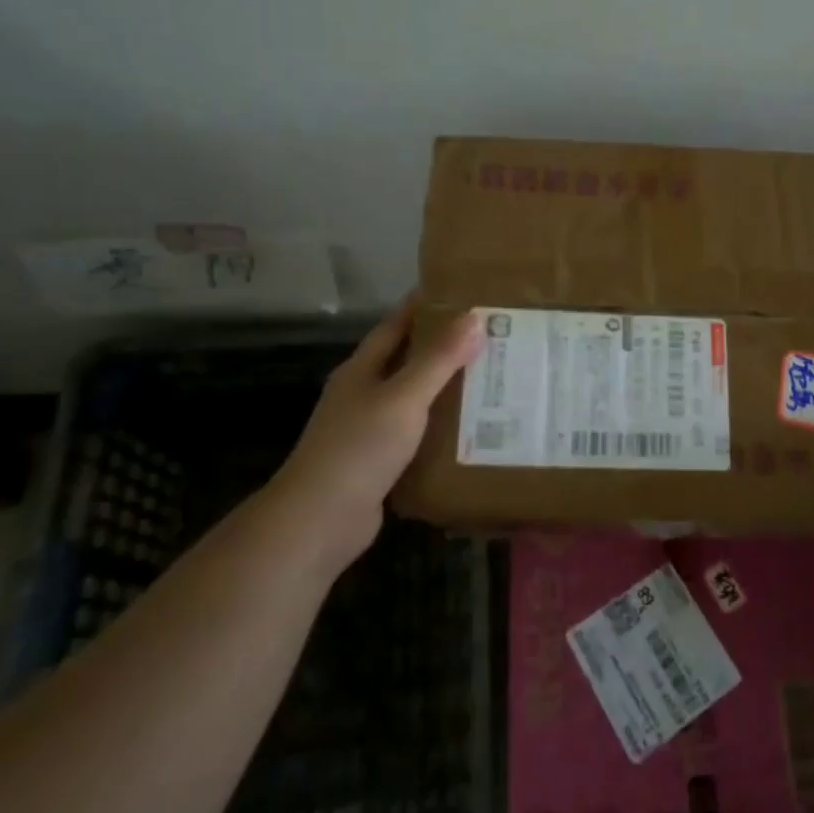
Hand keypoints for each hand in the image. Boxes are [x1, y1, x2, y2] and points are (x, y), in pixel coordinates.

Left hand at [271, 301, 483, 559]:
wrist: (320, 520)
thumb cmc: (359, 447)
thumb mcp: (404, 397)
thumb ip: (439, 359)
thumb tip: (474, 317)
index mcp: (362, 370)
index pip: (396, 325)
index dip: (424, 306)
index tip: (461, 292)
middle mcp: (363, 394)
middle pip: (408, 361)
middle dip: (445, 347)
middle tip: (491, 335)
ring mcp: (369, 429)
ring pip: (415, 399)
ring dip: (447, 389)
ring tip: (492, 377)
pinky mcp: (380, 462)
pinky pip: (418, 434)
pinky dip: (442, 427)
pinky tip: (473, 428)